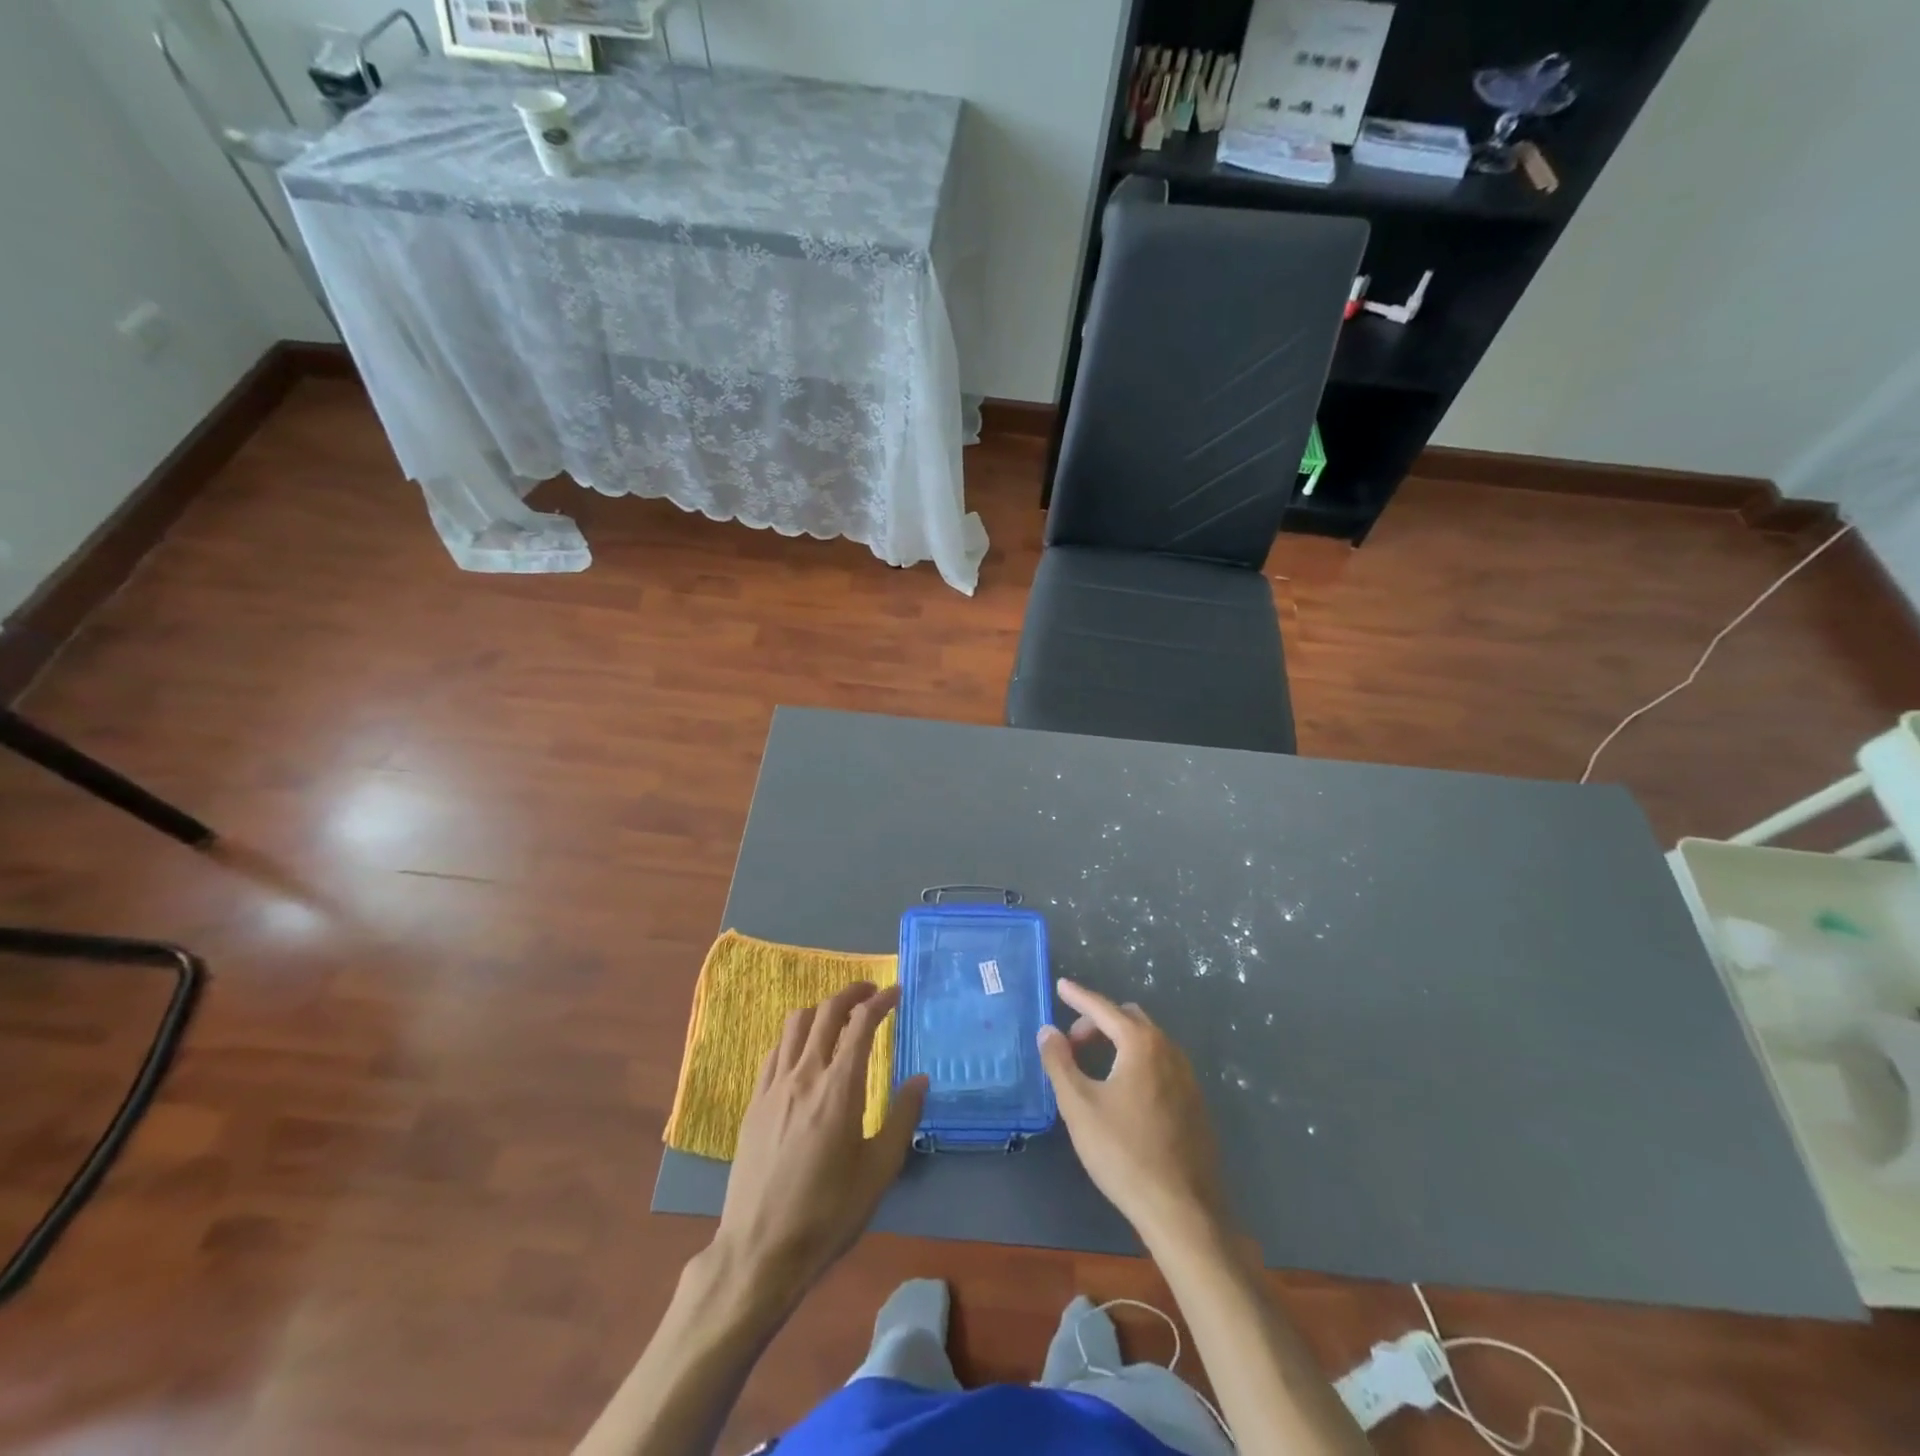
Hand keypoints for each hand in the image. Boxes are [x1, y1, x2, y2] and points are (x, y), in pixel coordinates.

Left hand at [712, 983, 926, 1304]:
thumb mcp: (879, 1171)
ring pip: (795, 1024)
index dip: (880, 1001)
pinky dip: (795, 1037)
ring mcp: (774, 1086)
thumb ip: (902, 1118)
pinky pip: (775, 1051)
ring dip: (821, 1010)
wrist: (760, 1250)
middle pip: (826, 1012)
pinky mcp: (754, 1102)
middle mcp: (805, 1075)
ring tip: (839, 1017)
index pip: (861, 1023)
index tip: (895, 992)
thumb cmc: (828, 1213)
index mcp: (839, 1088)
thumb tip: (920, 1079)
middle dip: (851, 993)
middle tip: (870, 992)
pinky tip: (805, 1053)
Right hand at [1038, 978, 1227, 1248]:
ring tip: (1094, 1067)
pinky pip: (1160, 1063)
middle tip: (1072, 1044)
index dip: (1079, 996)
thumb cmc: (1124, 1153)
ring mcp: (1187, 1076)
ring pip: (1148, 1041)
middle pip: (1129, 1019)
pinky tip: (1124, 1092)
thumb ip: (1059, 1062)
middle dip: (1098, 1022)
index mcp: (1141, 1044)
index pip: (1104, 1008)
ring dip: (1119, 1042)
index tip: (1061, 986)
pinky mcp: (1195, 1102)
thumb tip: (1048, 1030)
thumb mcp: (1079, 1106)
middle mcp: (1169, 1050)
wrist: (1182, 1210)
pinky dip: (1137, 1061)